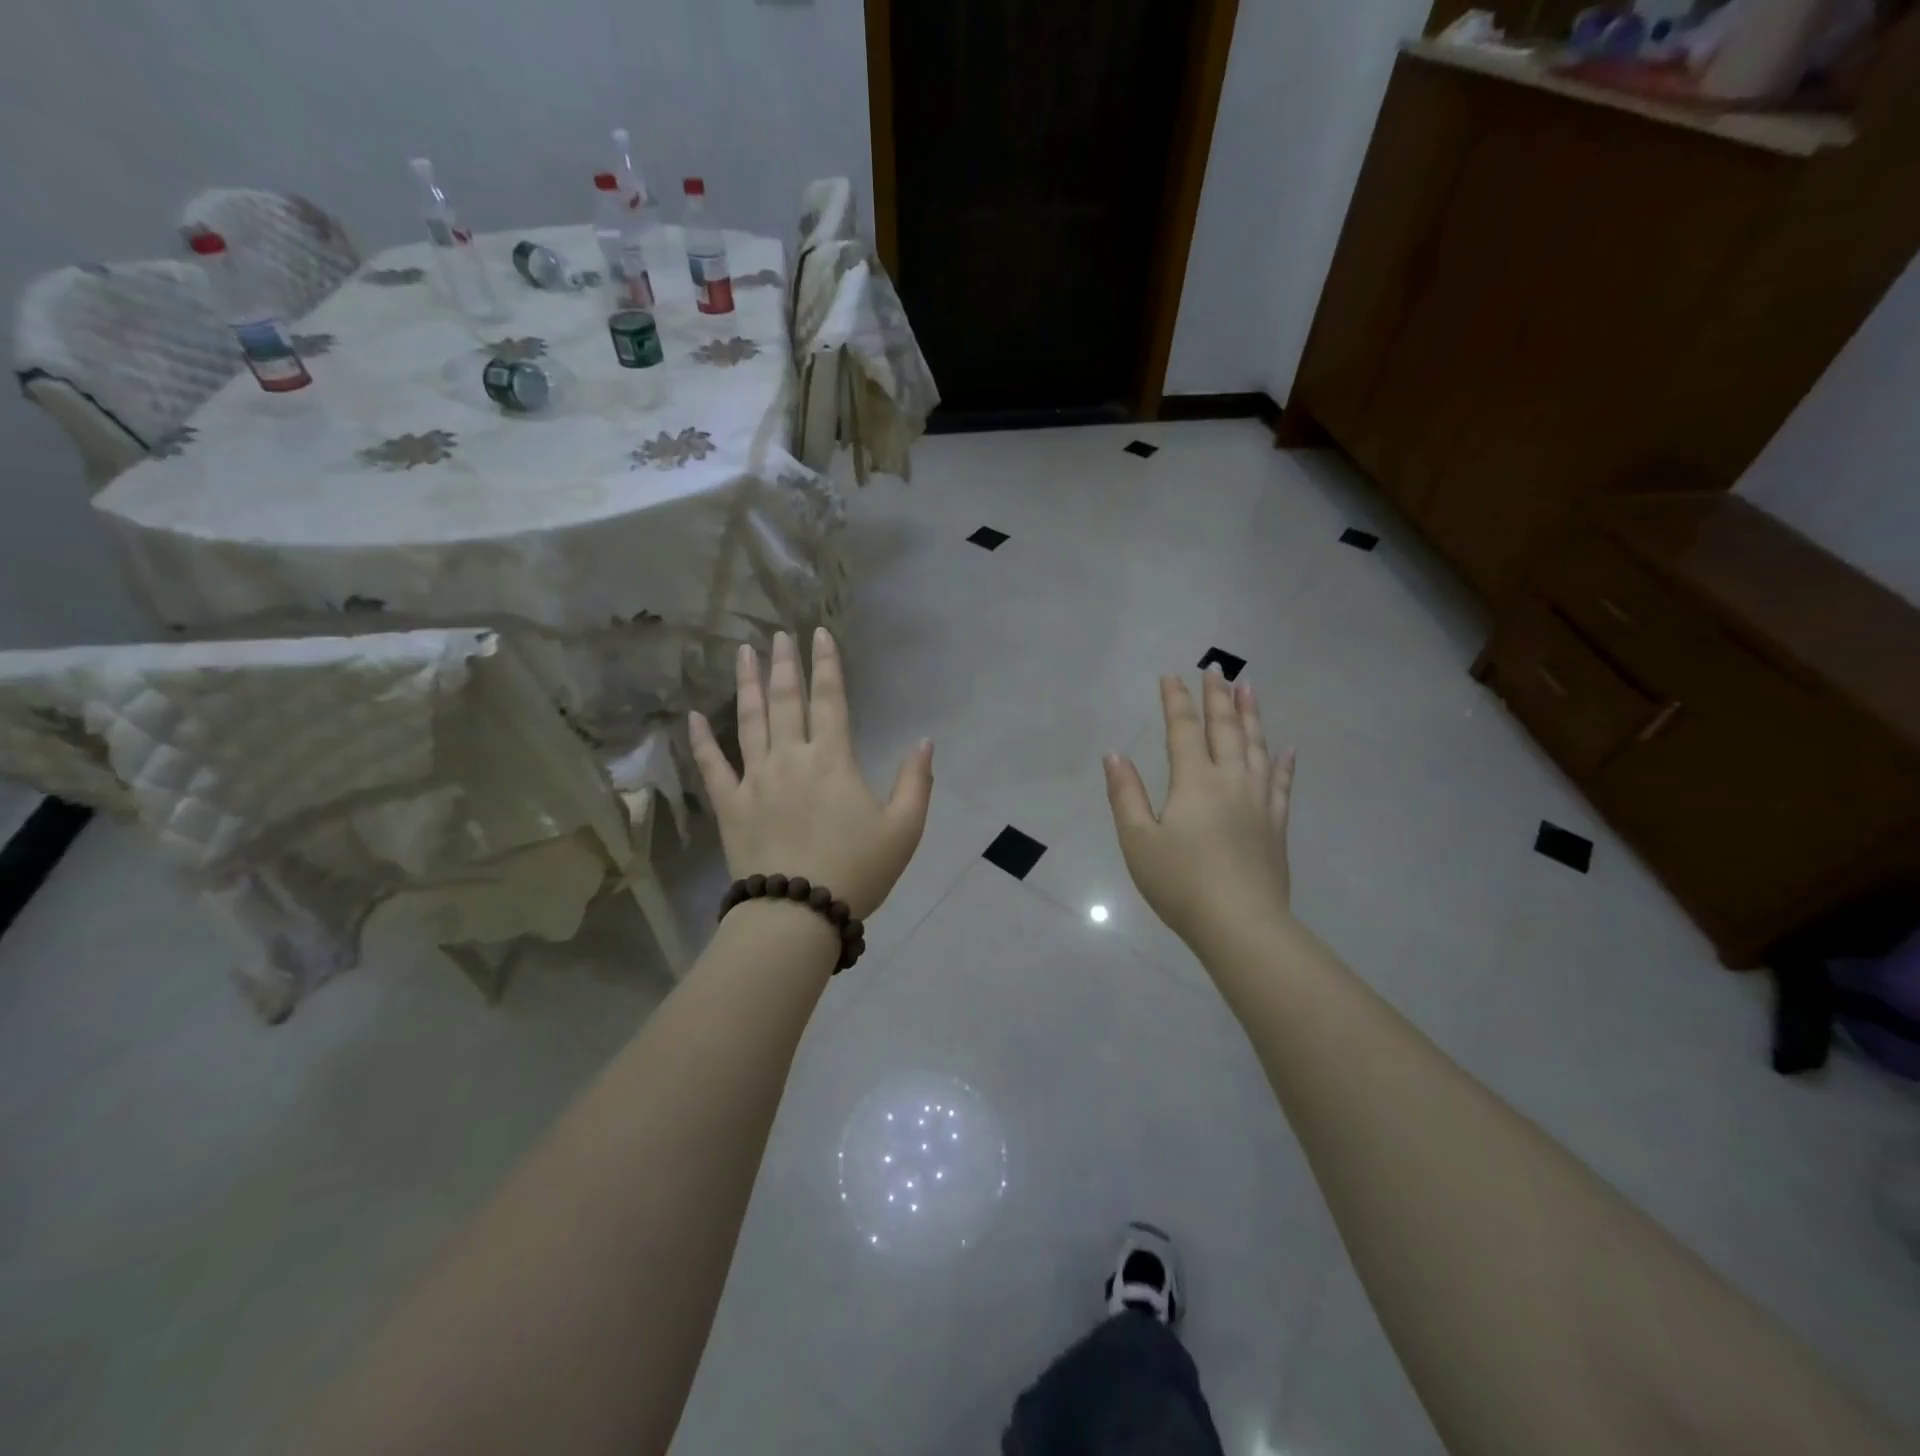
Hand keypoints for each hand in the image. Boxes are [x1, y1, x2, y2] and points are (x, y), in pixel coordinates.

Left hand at [689, 628, 933, 921]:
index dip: (826, 664)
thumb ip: (915, 781)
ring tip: (742, 653)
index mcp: (832, 760)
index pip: (830, 699)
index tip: (818, 634)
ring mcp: (755, 779)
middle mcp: (790, 758)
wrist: (798, 913)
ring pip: (749, 721)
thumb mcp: (904, 829)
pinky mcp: (730, 806)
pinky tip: (692, 717)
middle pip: (786, 700)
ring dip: (746, 685)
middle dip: (784, 664)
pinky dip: (701, 741)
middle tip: (778, 635)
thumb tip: (924, 741)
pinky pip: (712, 766)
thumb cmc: (856, 870)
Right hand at [1104, 670, 1296, 947]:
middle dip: (1217, 697)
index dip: (1176, 701)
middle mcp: (1231, 781)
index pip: (1183, 730)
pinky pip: (1283, 784)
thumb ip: (1126, 794)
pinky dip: (1284, 763)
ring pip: (1258, 747)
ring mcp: (1259, 802)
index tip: (1171, 675)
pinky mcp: (1276, 825)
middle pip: (1225, 729)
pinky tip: (1287, 749)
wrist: (1241, 925)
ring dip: (1252, 715)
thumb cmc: (1181, 884)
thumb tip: (1114, 754)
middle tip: (1216, 669)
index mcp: (1194, 782)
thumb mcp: (1138, 841)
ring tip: (1250, 688)